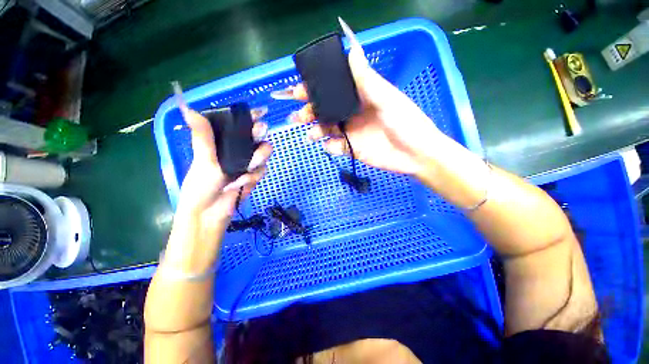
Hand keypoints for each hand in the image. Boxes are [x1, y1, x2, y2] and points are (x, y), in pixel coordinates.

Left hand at [175, 106, 270, 221]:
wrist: (210, 214)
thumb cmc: (200, 186)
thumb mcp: (203, 160)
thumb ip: (203, 137)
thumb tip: (189, 109)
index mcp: (222, 143)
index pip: (239, 125)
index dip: (251, 117)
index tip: (262, 111)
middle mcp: (237, 151)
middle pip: (256, 137)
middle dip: (259, 135)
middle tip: (258, 133)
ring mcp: (247, 164)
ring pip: (263, 154)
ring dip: (257, 159)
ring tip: (246, 170)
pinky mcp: (253, 176)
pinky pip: (262, 170)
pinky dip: (254, 176)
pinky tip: (243, 183)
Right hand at [276, 18, 444, 175]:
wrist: (416, 155)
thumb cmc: (406, 123)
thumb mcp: (387, 99)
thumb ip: (367, 79)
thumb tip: (352, 49)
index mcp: (361, 97)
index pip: (334, 88)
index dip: (316, 88)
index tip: (300, 90)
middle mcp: (353, 113)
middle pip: (326, 110)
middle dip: (310, 111)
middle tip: (298, 115)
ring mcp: (352, 132)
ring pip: (327, 128)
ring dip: (316, 130)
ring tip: (311, 134)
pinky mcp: (353, 149)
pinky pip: (336, 147)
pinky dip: (330, 147)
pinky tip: (331, 146)